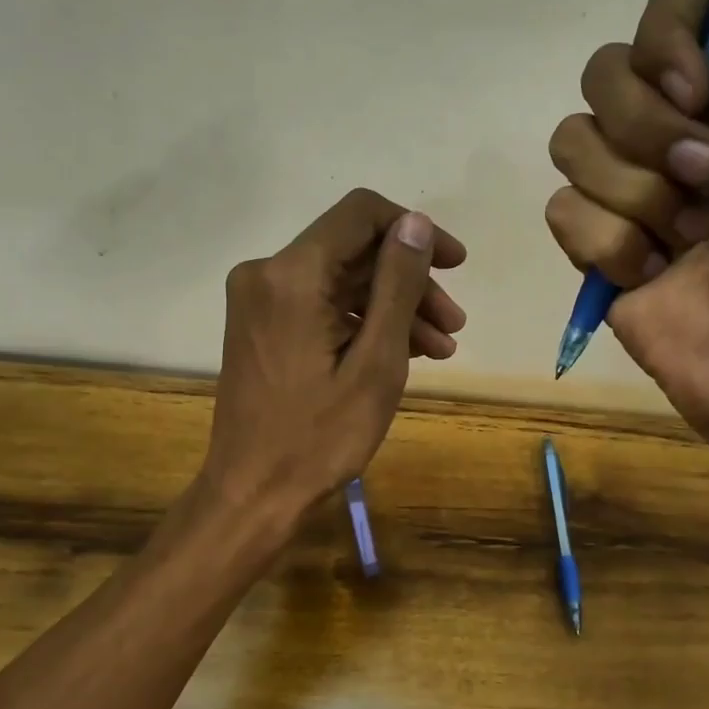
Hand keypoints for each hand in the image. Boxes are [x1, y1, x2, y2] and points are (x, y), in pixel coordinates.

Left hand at [201, 188, 466, 520]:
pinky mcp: (262, 326)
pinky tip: (403, 354)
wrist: (253, 493)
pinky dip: (362, 324)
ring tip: (440, 350)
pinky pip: (322, 307)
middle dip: (410, 282)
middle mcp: (267, 273)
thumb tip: (414, 223)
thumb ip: (397, 285)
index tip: (455, 265)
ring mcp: (260, 301)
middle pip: (354, 252)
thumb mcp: (376, 362)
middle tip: (454, 326)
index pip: (361, 214)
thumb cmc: (319, 437)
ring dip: (392, 308)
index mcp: (291, 274)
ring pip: (341, 282)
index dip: (415, 231)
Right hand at [544, 0, 708, 470]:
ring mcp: (632, 184)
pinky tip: (653, 273)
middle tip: (708, 178)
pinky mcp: (597, 242)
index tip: (699, 86)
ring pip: (571, 140)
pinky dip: (609, 245)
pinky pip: (563, 211)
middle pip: (604, 70)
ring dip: (634, 194)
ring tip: (685, 237)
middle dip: (649, 129)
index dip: (667, 32)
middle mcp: (680, 118)